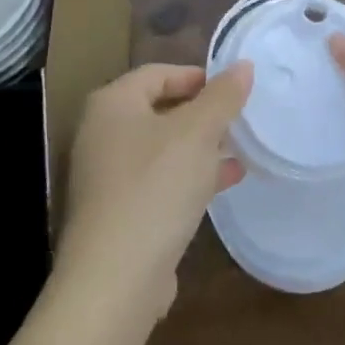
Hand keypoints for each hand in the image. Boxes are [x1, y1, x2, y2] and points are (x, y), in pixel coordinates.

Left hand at [57, 62, 252, 325]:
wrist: (115, 279)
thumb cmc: (156, 187)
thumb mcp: (199, 132)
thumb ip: (223, 96)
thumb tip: (243, 65)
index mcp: (112, 104)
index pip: (157, 73)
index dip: (197, 76)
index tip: (233, 90)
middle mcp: (101, 134)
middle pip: (159, 110)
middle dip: (202, 114)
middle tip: (238, 120)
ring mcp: (106, 177)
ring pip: (162, 149)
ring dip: (200, 147)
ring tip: (240, 150)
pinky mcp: (117, 213)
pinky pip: (159, 182)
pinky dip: (189, 177)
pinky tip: (223, 183)